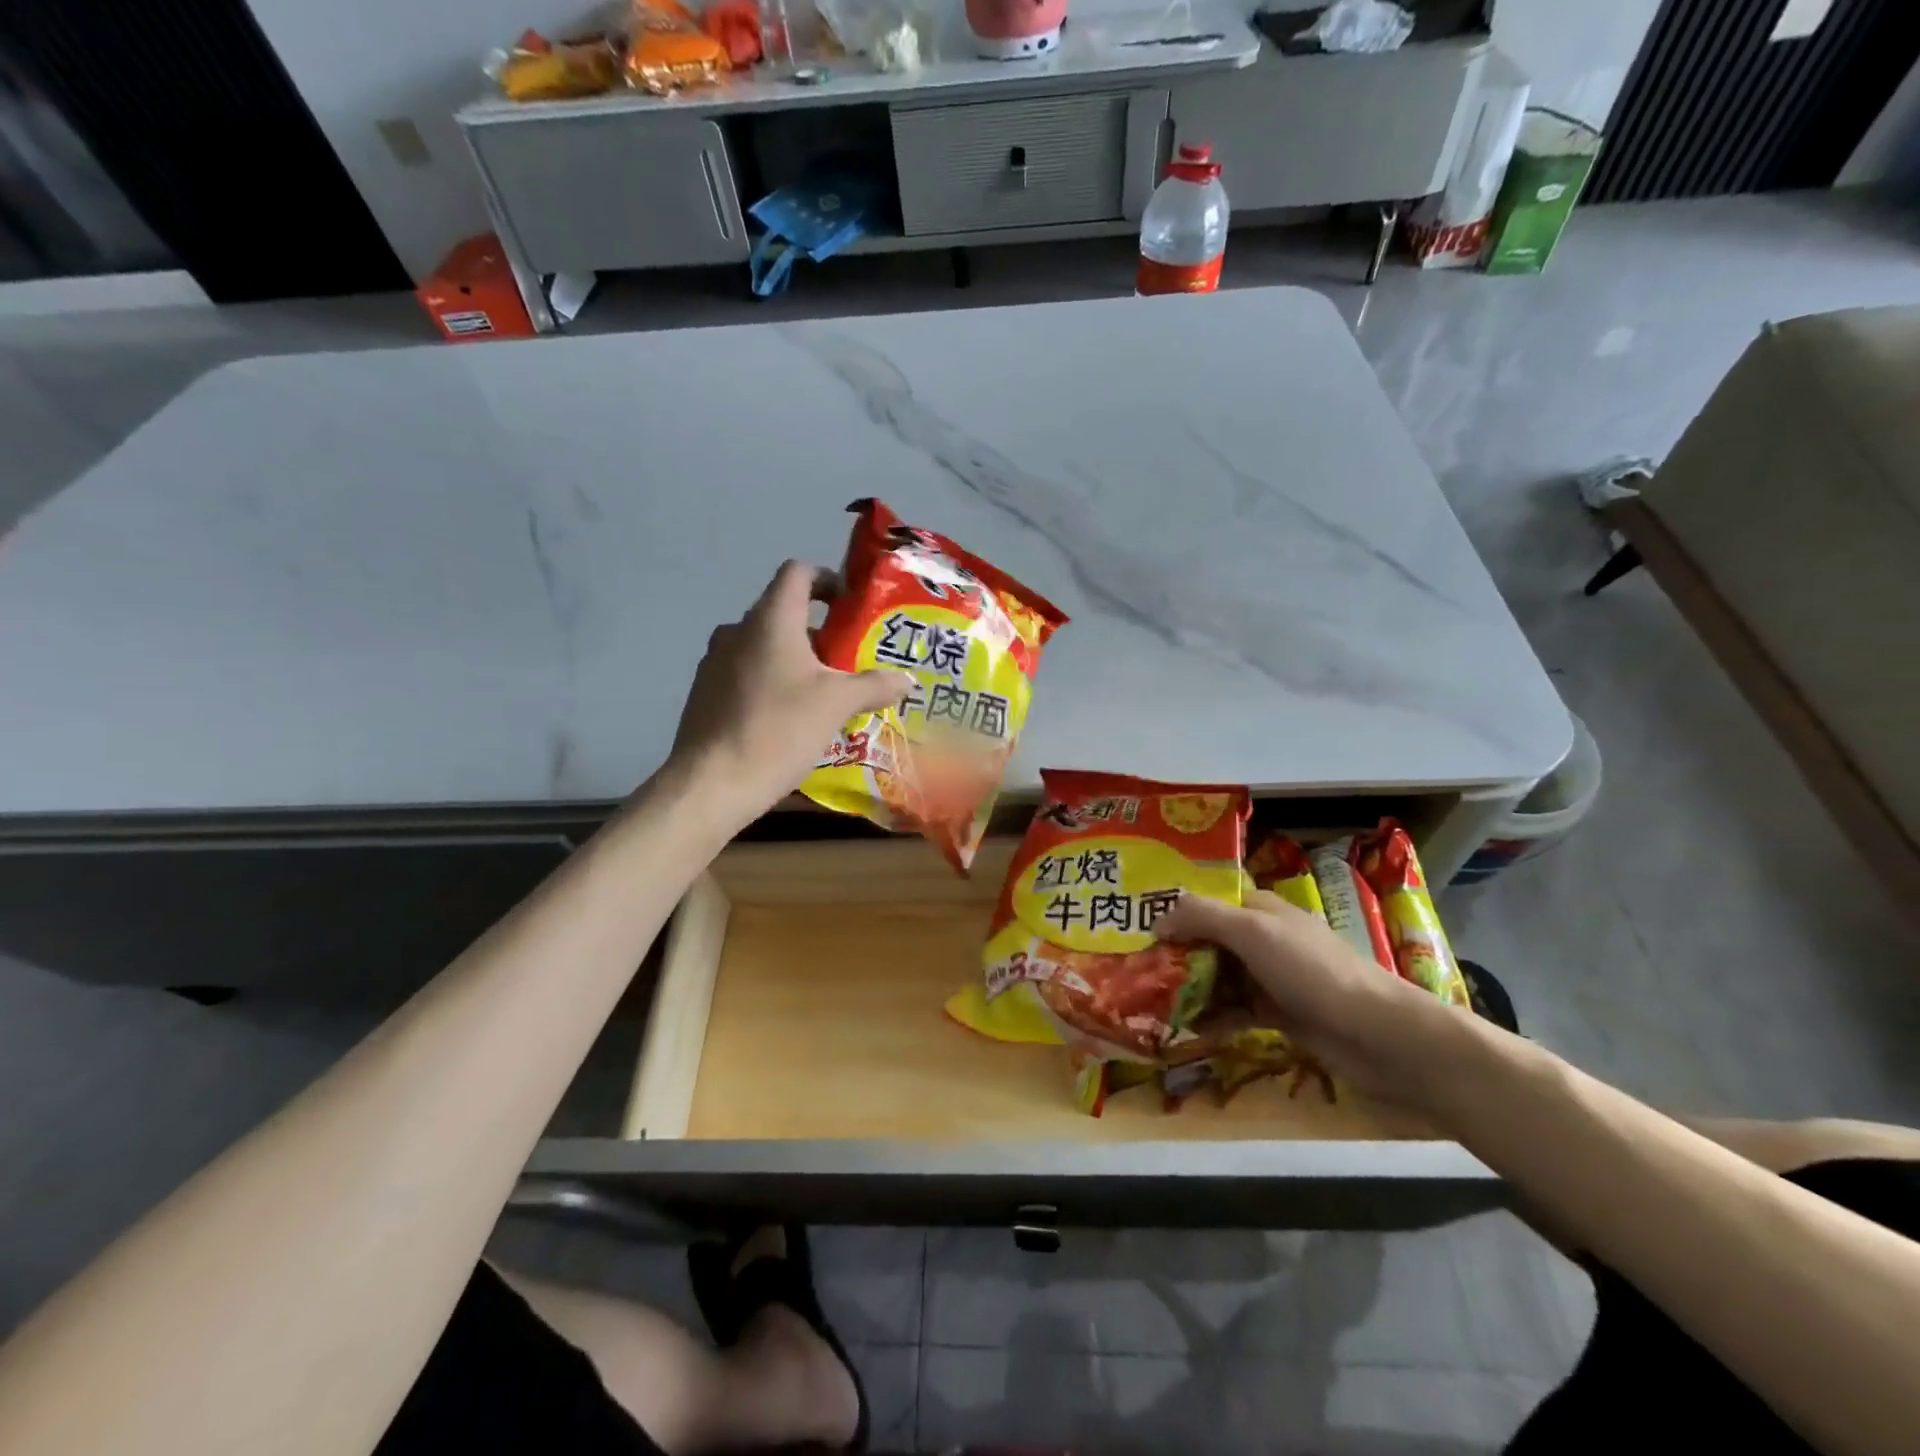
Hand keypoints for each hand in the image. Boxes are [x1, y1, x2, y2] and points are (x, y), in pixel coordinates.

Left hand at [671, 561, 911, 823]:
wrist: (711, 783)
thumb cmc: (779, 729)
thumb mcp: (837, 705)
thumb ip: (875, 685)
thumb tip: (907, 679)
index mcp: (771, 620)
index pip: (798, 573)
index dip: (827, 580)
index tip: (850, 607)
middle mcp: (738, 631)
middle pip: (784, 614)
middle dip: (820, 634)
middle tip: (850, 663)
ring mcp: (715, 662)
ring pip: (765, 647)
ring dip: (796, 662)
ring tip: (824, 696)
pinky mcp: (705, 693)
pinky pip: (747, 674)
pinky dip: (772, 684)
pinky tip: (789, 720)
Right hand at [1153, 889, 1471, 1106]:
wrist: (1379, 1036)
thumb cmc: (1312, 972)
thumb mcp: (1252, 932)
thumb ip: (1202, 917)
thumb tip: (1156, 918)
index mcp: (1261, 909)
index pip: (1207, 903)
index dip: (1175, 915)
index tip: (1139, 933)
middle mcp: (1264, 939)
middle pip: (1209, 942)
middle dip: (1176, 956)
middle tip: (1137, 974)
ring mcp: (1272, 978)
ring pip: (1219, 978)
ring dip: (1190, 990)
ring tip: (1153, 1005)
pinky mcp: (1280, 1014)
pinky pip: (1235, 1011)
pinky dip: (1213, 1018)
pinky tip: (1188, 1030)